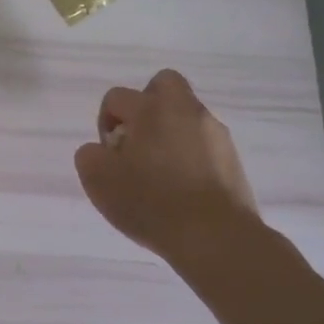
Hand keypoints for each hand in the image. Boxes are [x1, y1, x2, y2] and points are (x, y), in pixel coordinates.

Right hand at [74, 69, 262, 262]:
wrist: (216, 238)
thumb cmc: (151, 202)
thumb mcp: (98, 179)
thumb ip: (89, 155)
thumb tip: (102, 150)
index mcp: (151, 109)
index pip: (116, 97)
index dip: (106, 123)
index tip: (110, 154)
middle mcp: (186, 110)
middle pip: (163, 84)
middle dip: (147, 105)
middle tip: (139, 141)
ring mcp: (215, 133)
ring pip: (186, 115)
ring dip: (170, 132)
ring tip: (161, 171)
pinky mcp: (233, 158)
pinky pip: (204, 142)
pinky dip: (191, 154)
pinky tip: (183, 186)